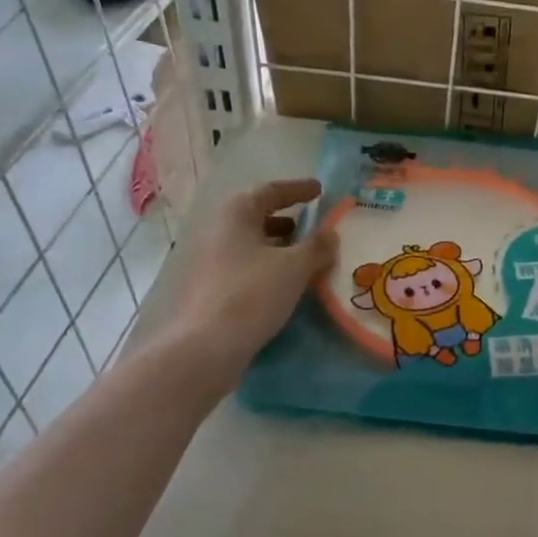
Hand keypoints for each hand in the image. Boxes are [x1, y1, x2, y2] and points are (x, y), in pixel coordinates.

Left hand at [172, 177, 335, 366]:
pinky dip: (269, 266)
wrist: (206, 347)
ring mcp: (211, 261)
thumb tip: (331, 234)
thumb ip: (317, 246)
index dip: (297, 189)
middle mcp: (219, 231)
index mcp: (236, 215)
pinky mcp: (212, 288)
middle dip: (286, 219)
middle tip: (313, 226)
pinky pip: (246, 266)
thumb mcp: (295, 267)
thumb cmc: (252, 294)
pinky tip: (287, 283)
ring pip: (251, 244)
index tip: (319, 190)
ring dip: (278, 245)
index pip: (270, 191)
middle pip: (256, 216)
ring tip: (305, 257)